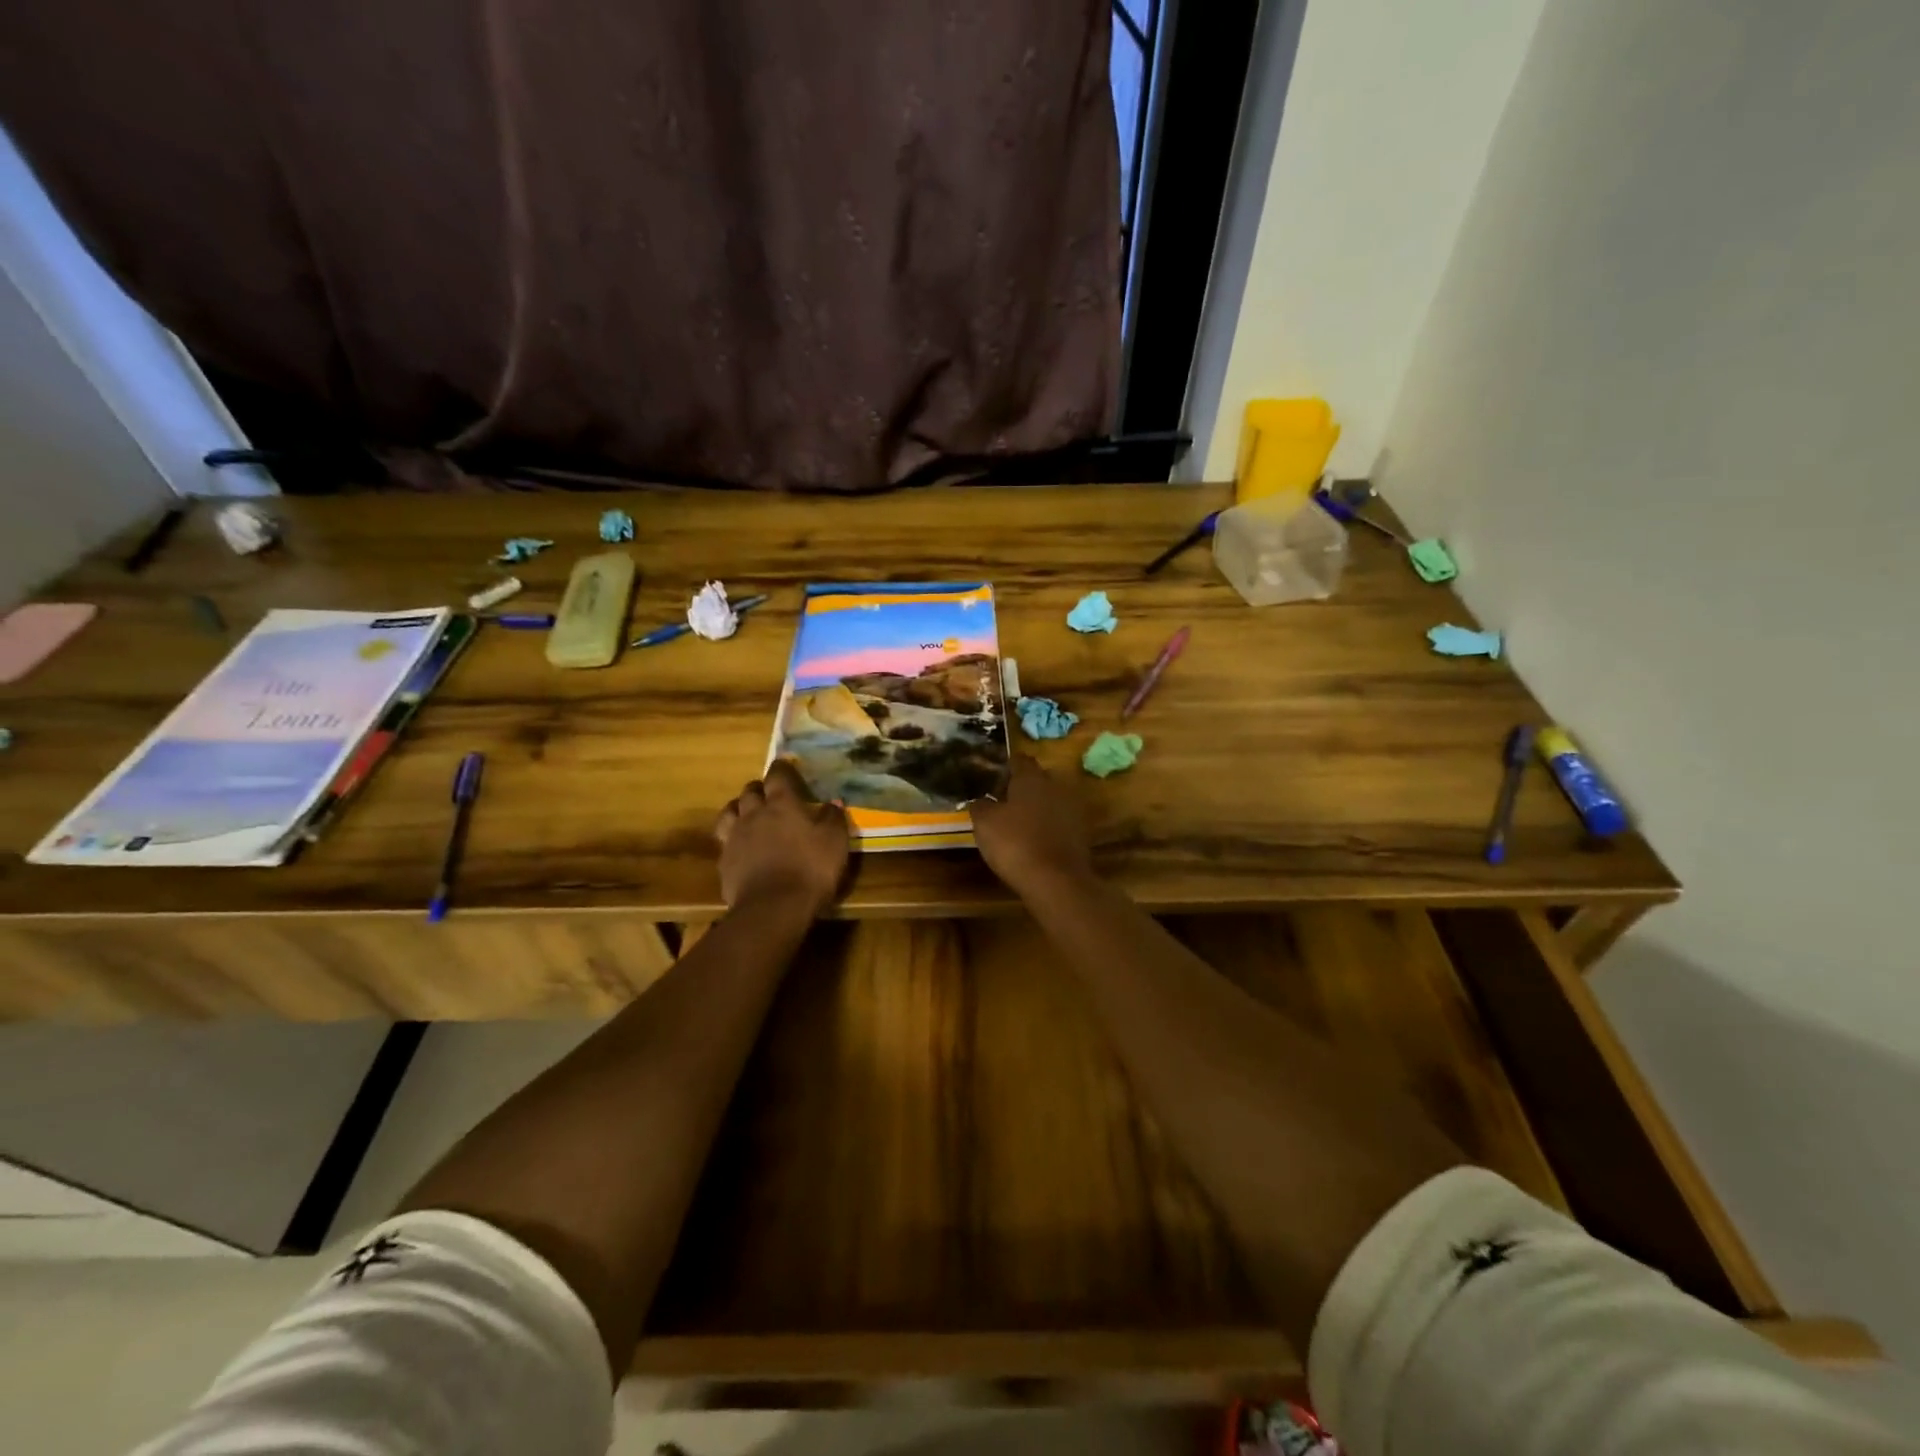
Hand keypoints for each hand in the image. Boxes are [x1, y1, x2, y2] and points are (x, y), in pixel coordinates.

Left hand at [714, 761, 850, 915]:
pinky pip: (724, 841)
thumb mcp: (835, 842)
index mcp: (782, 804)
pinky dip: (732, 838)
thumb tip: (834, 801)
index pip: (777, 776)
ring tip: (746, 813)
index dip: (781, 768)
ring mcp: (735, 837)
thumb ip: (833, 818)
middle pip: (750, 792)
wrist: (773, 907)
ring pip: (729, 812)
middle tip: (768, 794)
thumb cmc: (810, 869)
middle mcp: (754, 814)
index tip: (784, 765)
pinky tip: (741, 846)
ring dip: (738, 808)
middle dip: (758, 789)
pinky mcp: (724, 861)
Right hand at [969, 754, 1095, 898]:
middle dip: (1022, 788)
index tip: (992, 777)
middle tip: (1002, 801)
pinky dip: (1048, 827)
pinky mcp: (1081, 833)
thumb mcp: (985, 823)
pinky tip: (1034, 841)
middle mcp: (1055, 786)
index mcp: (1031, 778)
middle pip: (1037, 779)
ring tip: (1017, 823)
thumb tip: (980, 799)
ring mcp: (1072, 809)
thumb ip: (980, 805)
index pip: (1018, 761)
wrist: (1056, 881)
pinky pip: (1059, 822)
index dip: (1005, 767)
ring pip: (1050, 801)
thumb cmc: (1015, 844)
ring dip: (1036, 808)